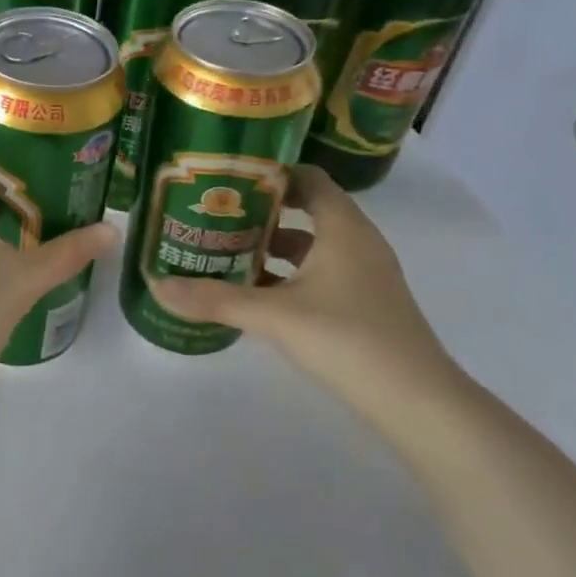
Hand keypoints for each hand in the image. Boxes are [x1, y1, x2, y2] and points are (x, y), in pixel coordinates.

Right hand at [152, 165, 453, 394]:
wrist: (418, 403)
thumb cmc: (349, 339)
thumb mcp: (275, 317)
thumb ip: (216, 299)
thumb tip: (157, 284)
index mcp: (343, 227)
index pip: (308, 178)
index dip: (270, 173)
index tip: (228, 178)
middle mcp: (358, 242)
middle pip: (307, 209)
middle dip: (261, 212)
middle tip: (215, 214)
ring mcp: (365, 274)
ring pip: (312, 245)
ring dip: (273, 246)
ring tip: (226, 251)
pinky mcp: (365, 303)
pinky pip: (321, 273)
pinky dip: (289, 274)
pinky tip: (257, 294)